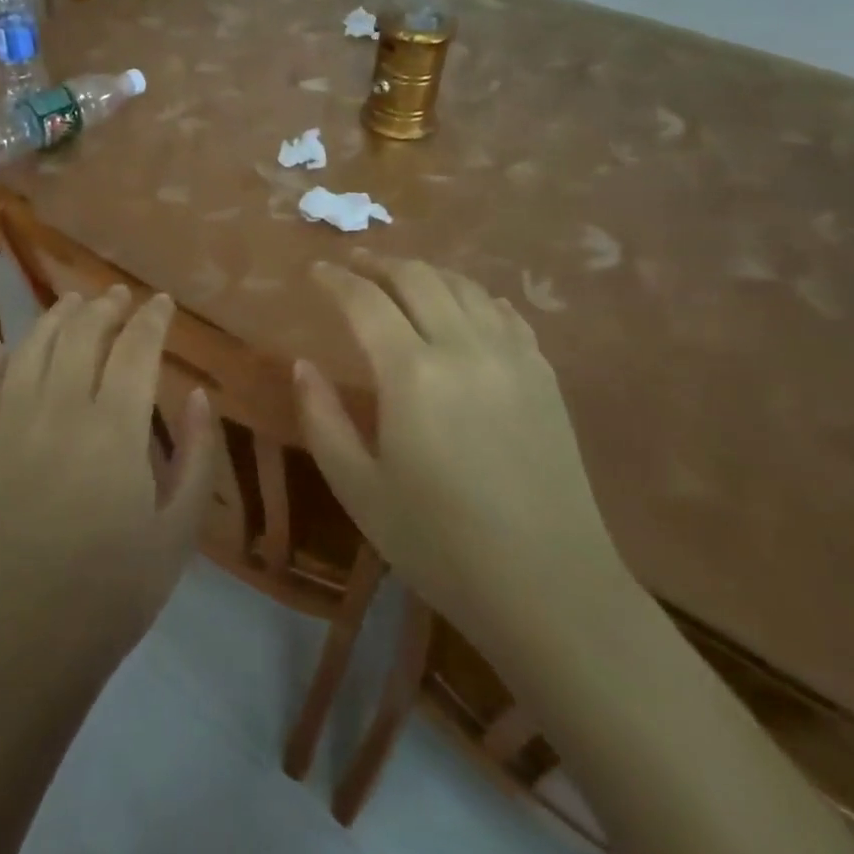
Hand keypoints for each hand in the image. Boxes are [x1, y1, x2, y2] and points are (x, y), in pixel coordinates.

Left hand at [0, 286, 217, 688]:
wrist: (24, 646)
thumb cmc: (115, 591)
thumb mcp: (179, 530)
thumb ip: (199, 456)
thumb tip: (201, 396)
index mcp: (113, 429)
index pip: (135, 348)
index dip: (152, 319)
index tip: (162, 303)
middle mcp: (57, 411)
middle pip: (80, 334)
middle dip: (104, 307)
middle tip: (120, 297)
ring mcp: (8, 427)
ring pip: (31, 348)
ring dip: (54, 318)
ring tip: (73, 304)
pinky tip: (2, 349)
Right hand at [295, 256, 629, 650]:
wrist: (551, 589)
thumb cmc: (440, 545)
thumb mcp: (360, 489)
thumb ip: (322, 418)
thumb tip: (303, 365)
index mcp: (413, 374)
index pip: (365, 301)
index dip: (335, 279)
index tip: (316, 270)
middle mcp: (464, 347)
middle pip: (417, 277)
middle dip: (379, 263)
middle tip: (354, 264)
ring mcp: (512, 356)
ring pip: (463, 286)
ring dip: (426, 273)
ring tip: (401, 279)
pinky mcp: (544, 374)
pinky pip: (504, 312)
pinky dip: (474, 297)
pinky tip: (464, 307)